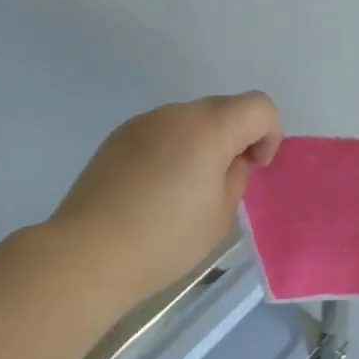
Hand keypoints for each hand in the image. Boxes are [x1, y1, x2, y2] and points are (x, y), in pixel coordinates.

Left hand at [51, 92, 282, 306]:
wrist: (89, 252)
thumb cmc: (165, 239)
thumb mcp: (220, 215)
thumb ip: (236, 178)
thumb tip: (229, 162)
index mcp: (209, 128)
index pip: (259, 107)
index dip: (269, 134)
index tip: (254, 168)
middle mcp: (176, 113)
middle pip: (224, 108)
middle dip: (236, 137)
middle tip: (224, 181)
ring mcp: (143, 122)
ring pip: (190, 120)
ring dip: (202, 142)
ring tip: (185, 189)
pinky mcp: (118, 137)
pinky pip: (161, 132)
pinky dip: (172, 149)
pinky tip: (154, 189)